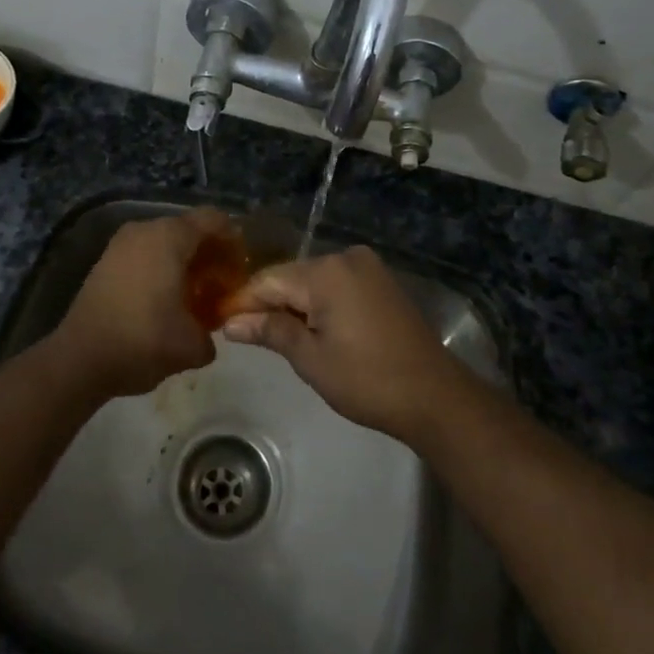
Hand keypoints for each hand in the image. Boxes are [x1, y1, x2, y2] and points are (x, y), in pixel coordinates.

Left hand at [47, 207, 231, 398]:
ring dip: (186, 263)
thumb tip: (209, 333)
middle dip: (211, 254)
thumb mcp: (192, 345)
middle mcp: (145, 230)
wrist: (79, 360)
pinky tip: (168, 301)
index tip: (243, 268)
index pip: (214, 219)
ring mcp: (121, 244)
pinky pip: (145, 254)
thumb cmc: (143, 341)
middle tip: (224, 285)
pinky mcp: (106, 261)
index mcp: (170, 237)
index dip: (234, 240)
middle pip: (190, 229)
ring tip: (197, 296)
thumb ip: (213, 332)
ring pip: (166, 242)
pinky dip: (162, 269)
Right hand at [218, 246, 466, 441]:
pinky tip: (309, 328)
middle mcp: (346, 257)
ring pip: (313, 281)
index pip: (268, 280)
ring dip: (293, 304)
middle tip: (243, 335)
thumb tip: (231, 323)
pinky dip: (319, 304)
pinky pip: (336, 285)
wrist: (434, 395)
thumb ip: (270, 331)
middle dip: (268, 303)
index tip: (219, 323)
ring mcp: (367, 267)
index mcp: (326, 271)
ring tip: (272, 335)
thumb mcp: (311, 359)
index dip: (243, 302)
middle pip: (291, 277)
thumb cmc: (366, 380)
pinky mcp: (381, 282)